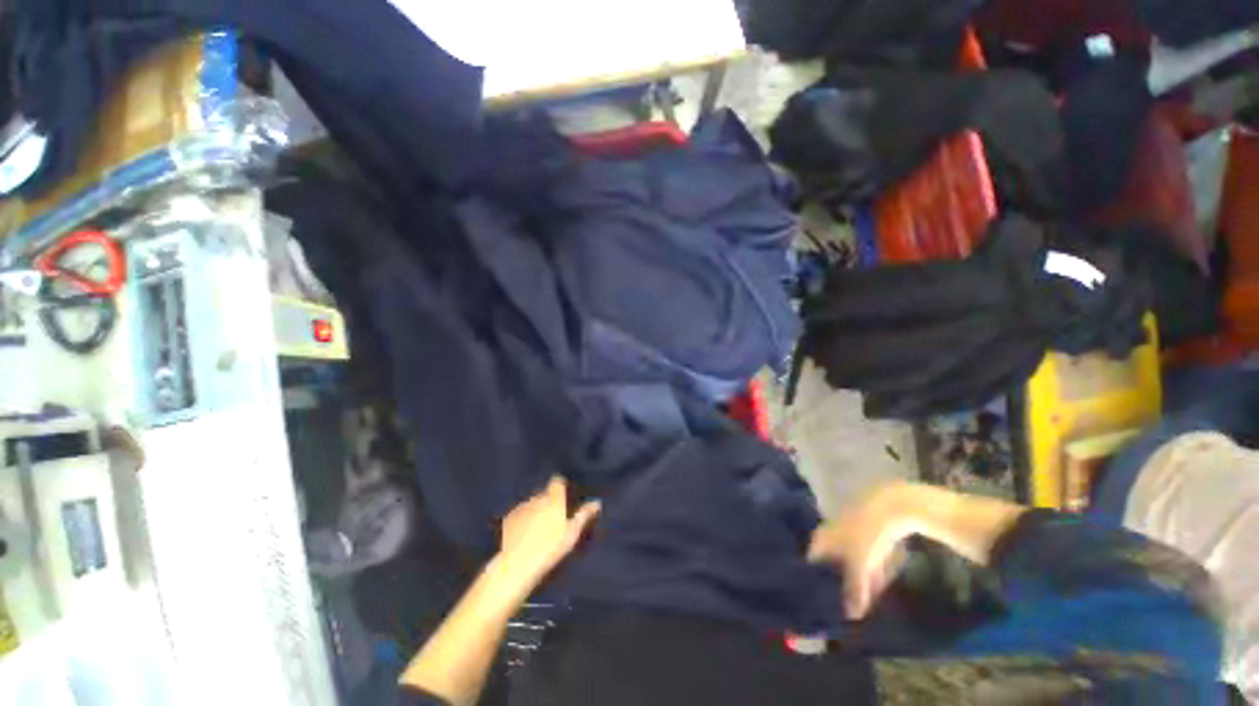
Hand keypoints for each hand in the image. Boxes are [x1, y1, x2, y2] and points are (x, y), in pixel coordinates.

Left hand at [496, 476, 600, 591]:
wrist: (515, 564)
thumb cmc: (549, 548)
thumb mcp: (571, 534)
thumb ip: (583, 515)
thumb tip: (597, 502)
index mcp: (553, 499)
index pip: (557, 481)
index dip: (560, 486)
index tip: (564, 496)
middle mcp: (537, 498)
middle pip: (545, 494)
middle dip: (549, 502)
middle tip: (554, 520)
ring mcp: (521, 508)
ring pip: (532, 504)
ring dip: (535, 511)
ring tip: (538, 531)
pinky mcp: (508, 519)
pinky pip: (519, 514)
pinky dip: (523, 520)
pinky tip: (524, 536)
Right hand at [807, 482, 916, 619]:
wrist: (892, 506)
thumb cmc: (867, 534)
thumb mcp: (861, 566)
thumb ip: (855, 590)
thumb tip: (849, 617)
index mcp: (821, 538)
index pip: (811, 562)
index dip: (813, 581)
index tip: (816, 601)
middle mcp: (829, 532)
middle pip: (828, 561)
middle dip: (834, 581)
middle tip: (839, 605)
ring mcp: (846, 530)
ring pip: (845, 557)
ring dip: (852, 575)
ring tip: (859, 599)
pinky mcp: (864, 529)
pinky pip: (860, 553)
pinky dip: (865, 567)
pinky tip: (877, 581)